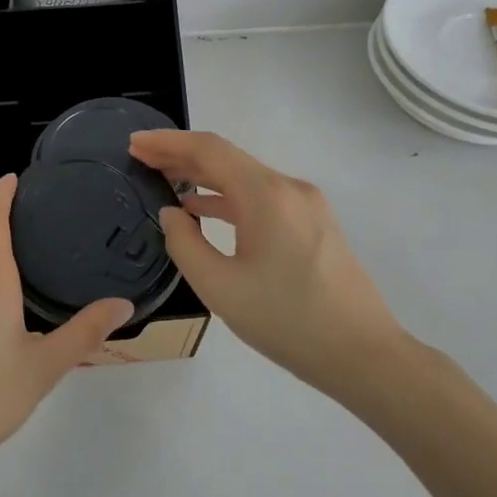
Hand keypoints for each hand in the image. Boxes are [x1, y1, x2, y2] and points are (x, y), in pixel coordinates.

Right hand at [127, 129, 412, 396]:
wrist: (362, 354)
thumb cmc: (287, 321)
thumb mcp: (219, 287)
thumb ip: (185, 244)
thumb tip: (172, 213)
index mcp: (266, 196)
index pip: (209, 150)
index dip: (168, 142)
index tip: (134, 143)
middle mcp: (289, 189)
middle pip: (227, 158)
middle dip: (181, 155)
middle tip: (140, 158)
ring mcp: (306, 206)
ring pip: (244, 178)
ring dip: (203, 176)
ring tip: (163, 179)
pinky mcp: (313, 225)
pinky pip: (261, 198)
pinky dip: (227, 197)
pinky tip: (202, 209)